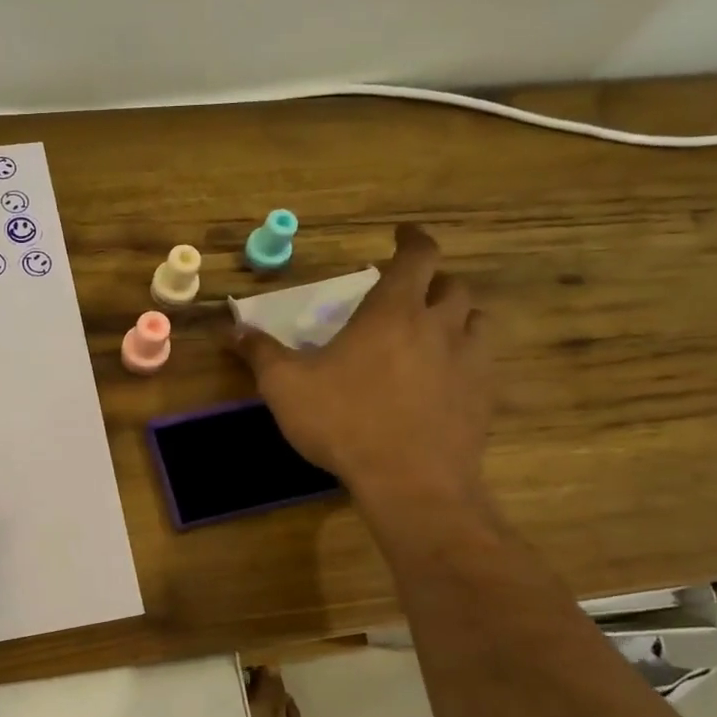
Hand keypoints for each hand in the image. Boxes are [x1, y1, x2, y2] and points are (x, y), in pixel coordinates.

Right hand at [232, 225, 491, 507]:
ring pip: (476, 321)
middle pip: (453, 285)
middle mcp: (439, 326)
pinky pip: (482, 363)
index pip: (418, 256)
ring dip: (457, 317)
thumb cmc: (344, 422)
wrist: (411, 481)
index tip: (403, 235)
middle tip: (412, 293)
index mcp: (393, 312)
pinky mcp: (483, 397)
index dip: (413, 239)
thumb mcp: (286, 387)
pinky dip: (466, 359)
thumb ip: (261, 353)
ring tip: (435, 332)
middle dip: (434, 281)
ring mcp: (469, 362)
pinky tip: (445, 380)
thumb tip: (233, 329)